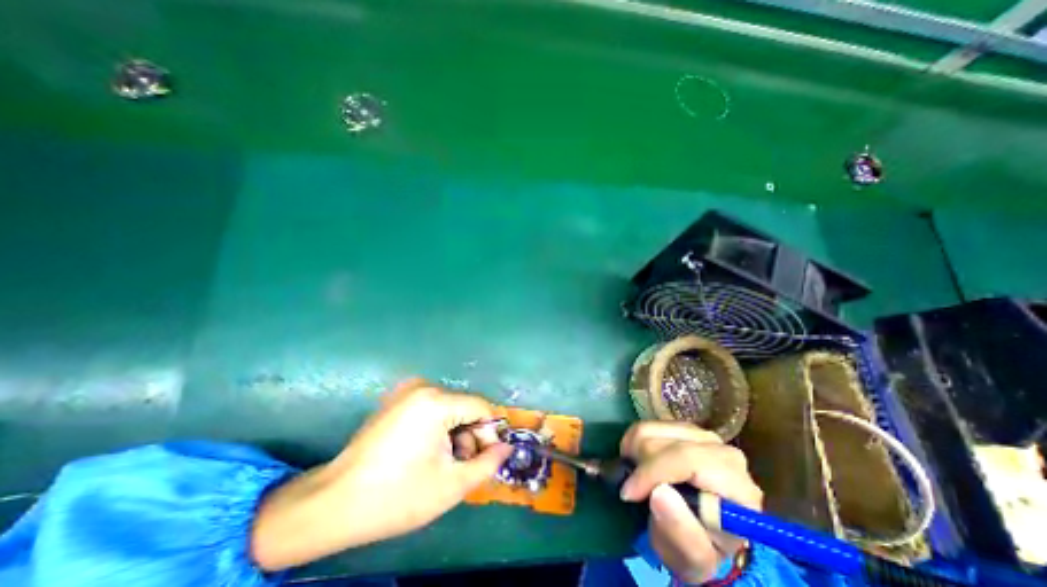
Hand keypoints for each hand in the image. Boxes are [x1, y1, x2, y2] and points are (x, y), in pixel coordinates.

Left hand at [247, 379, 512, 570]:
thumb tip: (507, 447)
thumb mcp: (451, 485)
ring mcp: (406, 390)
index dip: (489, 434)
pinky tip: (425, 452)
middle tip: (460, 466)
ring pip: (450, 408)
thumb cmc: (396, 496)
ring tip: (441, 463)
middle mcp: (423, 386)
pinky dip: (438, 428)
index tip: (486, 459)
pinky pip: (432, 408)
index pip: (481, 408)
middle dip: (470, 436)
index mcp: (436, 401)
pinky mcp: (396, 399)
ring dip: (454, 434)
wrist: (333, 504)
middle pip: (465, 407)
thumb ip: (488, 463)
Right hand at [616, 422, 766, 580]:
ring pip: (652, 429)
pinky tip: (639, 462)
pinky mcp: (686, 429)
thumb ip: (680, 531)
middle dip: (641, 464)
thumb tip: (659, 493)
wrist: (701, 532)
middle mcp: (725, 453)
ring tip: (635, 476)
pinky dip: (635, 442)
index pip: (689, 459)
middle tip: (633, 489)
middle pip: (666, 442)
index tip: (629, 492)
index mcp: (737, 488)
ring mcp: (704, 436)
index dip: (653, 471)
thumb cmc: (697, 548)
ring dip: (635, 451)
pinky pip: (649, 425)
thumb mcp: (691, 557)